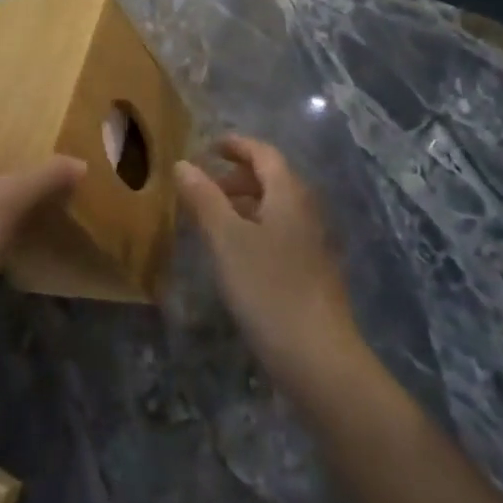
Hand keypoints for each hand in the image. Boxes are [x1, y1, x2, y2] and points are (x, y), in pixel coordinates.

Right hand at [176, 137, 365, 397]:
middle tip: (204, 186)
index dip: (236, 145)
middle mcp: (306, 210)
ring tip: (212, 219)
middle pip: (273, 178)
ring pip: (276, 207)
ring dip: (245, 203)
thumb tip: (182, 163)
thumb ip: (204, 198)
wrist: (319, 357)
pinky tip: (236, 254)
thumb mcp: (226, 240)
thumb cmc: (268, 288)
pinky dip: (255, 227)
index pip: (264, 153)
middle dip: (238, 175)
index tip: (208, 146)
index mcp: (288, 194)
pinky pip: (280, 232)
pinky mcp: (313, 271)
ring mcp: (313, 242)